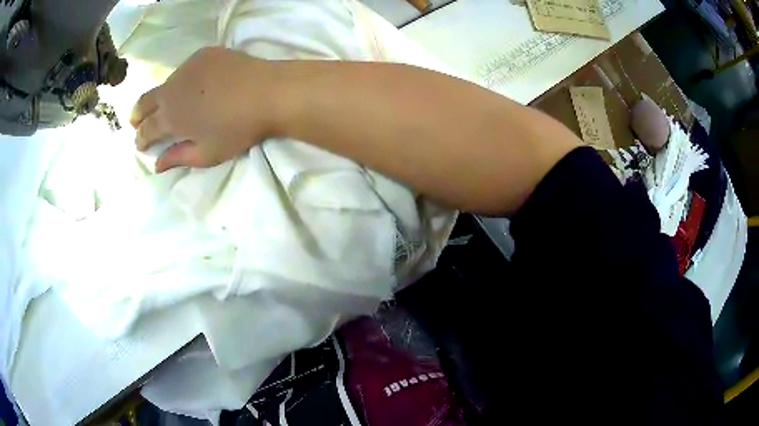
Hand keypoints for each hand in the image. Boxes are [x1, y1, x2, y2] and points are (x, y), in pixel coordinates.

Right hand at [130, 47, 281, 172]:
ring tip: (166, 104)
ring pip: (166, 83)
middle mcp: (172, 88)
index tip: (140, 145)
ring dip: (161, 96)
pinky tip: (192, 85)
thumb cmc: (237, 129)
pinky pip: (186, 68)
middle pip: (146, 101)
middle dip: (137, 114)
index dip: (140, 139)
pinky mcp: (204, 54)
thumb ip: (178, 158)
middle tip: (136, 121)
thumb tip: (156, 165)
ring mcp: (188, 67)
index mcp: (170, 116)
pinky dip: (183, 80)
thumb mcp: (207, 154)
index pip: (146, 129)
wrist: (268, 92)